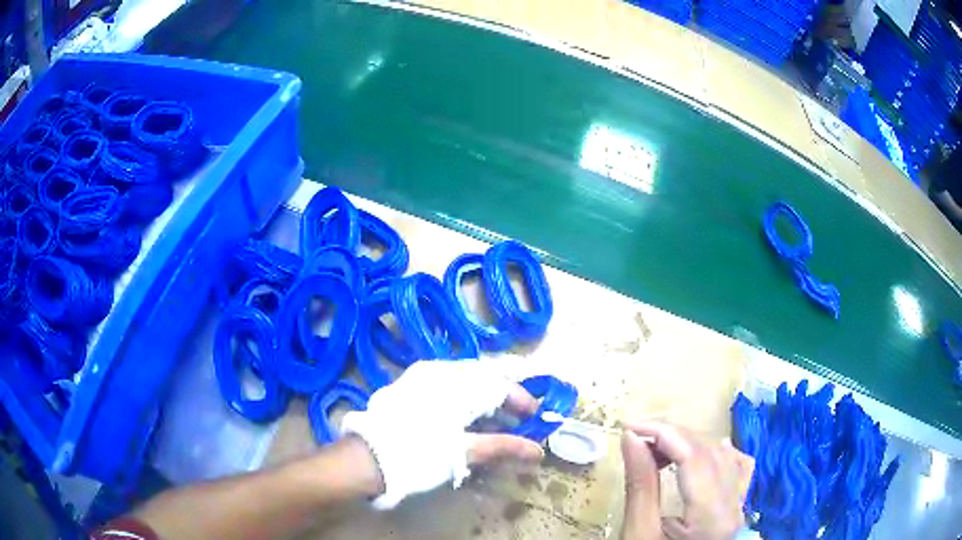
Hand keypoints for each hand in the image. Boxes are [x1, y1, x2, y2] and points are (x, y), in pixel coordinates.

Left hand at [342, 360, 544, 508]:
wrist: (367, 459)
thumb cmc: (419, 454)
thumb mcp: (463, 452)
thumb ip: (503, 447)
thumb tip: (538, 451)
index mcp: (455, 382)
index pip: (499, 383)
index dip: (521, 399)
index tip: (535, 417)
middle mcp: (438, 371)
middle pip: (483, 375)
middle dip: (505, 393)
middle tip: (520, 414)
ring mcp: (420, 377)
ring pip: (464, 378)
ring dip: (485, 396)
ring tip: (497, 418)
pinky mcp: (408, 388)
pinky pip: (446, 384)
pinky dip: (464, 397)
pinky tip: (468, 416)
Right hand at [621, 422, 753, 539]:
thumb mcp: (639, 533)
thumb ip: (640, 485)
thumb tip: (632, 438)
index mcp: (711, 517)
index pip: (694, 457)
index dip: (663, 433)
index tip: (629, 427)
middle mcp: (734, 505)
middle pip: (710, 450)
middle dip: (672, 435)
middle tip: (636, 436)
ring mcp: (739, 504)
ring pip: (723, 454)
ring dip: (689, 442)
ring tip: (656, 447)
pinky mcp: (736, 504)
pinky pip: (737, 466)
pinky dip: (718, 452)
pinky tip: (701, 453)